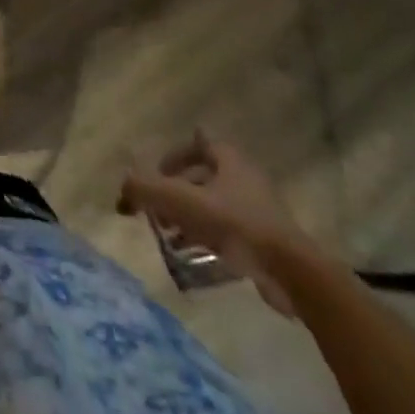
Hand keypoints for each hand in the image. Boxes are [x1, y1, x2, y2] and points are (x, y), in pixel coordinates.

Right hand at [119, 133, 319, 316]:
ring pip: (215, 204)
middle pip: (203, 175)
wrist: (292, 273)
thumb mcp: (180, 201)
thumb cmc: (235, 225)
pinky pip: (229, 231)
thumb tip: (122, 190)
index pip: (199, 140)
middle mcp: (245, 177)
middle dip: (177, 190)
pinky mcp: (267, 240)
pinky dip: (208, 238)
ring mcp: (259, 209)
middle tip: (158, 210)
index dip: (175, 153)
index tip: (158, 173)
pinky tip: (195, 257)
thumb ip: (145, 190)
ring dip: (191, 216)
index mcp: (228, 159)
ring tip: (171, 236)